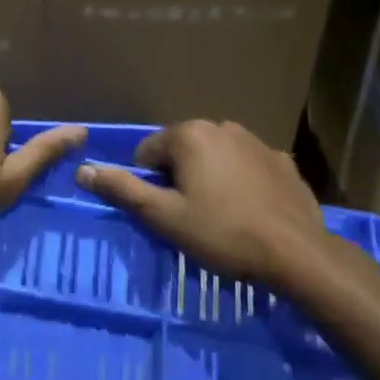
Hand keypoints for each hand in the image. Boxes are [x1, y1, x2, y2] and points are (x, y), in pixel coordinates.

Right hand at [75, 121, 375, 300]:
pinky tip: (250, 211)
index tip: (166, 213)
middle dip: (179, 178)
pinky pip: (247, 166)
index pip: (147, 153)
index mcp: (189, 135)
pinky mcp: (283, 160)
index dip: (149, 185)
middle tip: (191, 216)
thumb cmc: (221, 233)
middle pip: (182, 152)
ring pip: (215, 157)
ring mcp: (257, 141)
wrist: (296, 254)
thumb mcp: (163, 216)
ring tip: (221, 215)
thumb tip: (82, 169)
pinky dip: (241, 182)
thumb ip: (121, 189)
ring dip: (209, 178)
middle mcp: (222, 126)